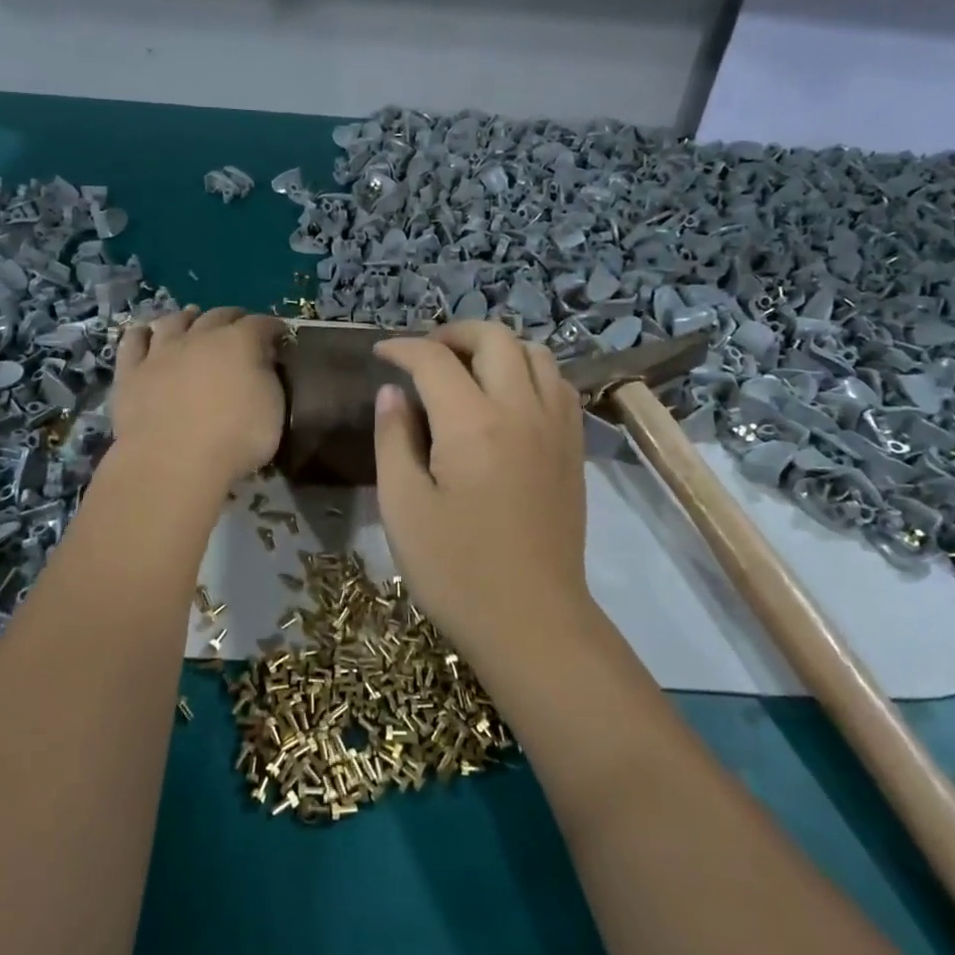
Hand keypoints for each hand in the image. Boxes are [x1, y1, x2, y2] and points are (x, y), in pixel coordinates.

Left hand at [111, 307, 284, 484]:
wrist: (172, 463)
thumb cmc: (234, 440)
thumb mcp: (274, 411)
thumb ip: (268, 379)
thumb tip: (263, 363)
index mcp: (240, 343)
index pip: (260, 323)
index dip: (272, 327)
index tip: (279, 335)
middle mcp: (200, 337)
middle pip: (218, 315)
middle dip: (233, 317)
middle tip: (240, 326)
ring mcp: (161, 352)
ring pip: (174, 321)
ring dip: (187, 317)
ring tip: (192, 318)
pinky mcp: (130, 371)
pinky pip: (133, 342)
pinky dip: (142, 334)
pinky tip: (145, 334)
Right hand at [372, 322, 589, 662]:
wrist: (532, 621)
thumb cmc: (456, 570)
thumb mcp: (403, 506)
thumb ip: (394, 439)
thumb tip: (393, 393)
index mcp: (472, 423)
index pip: (434, 359)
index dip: (402, 348)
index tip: (380, 354)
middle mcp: (521, 410)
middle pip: (495, 338)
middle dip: (454, 333)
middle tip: (423, 354)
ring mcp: (556, 427)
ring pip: (535, 353)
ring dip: (497, 348)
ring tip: (466, 369)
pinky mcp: (573, 449)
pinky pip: (558, 384)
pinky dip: (529, 371)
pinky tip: (507, 398)